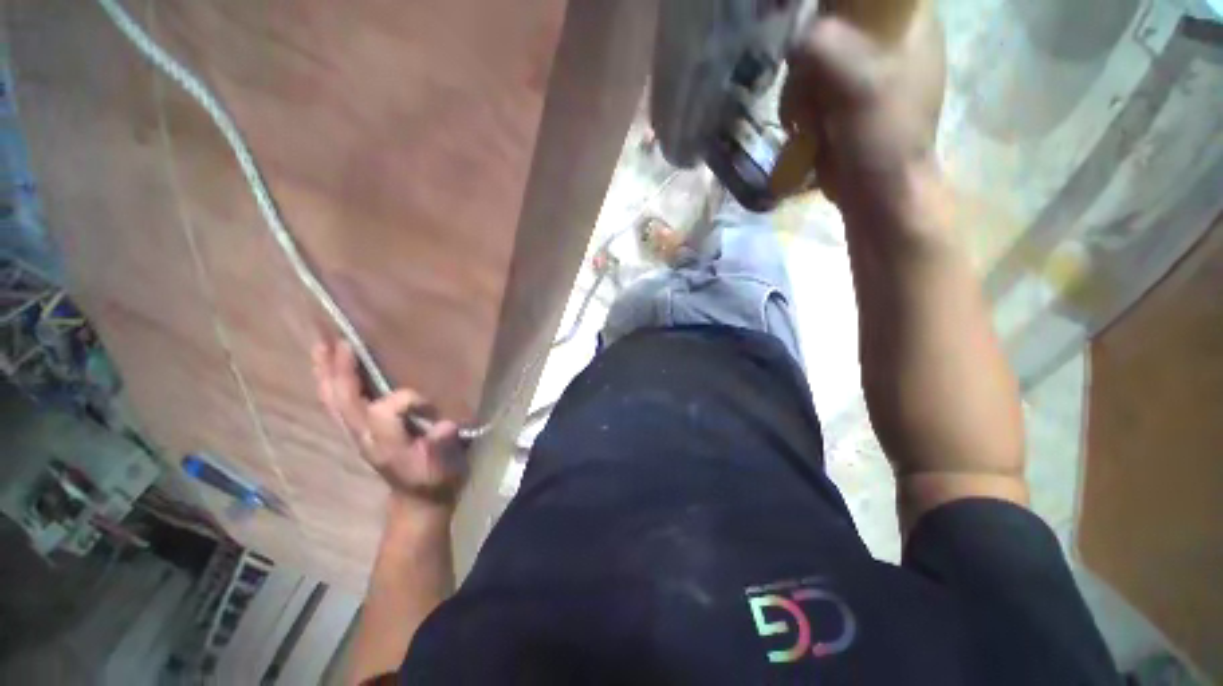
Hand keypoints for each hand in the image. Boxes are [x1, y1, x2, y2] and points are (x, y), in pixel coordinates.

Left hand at [312, 340, 465, 510]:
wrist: (419, 499)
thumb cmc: (436, 479)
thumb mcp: (445, 467)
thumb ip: (443, 446)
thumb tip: (445, 425)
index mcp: (387, 445)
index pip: (383, 413)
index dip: (405, 399)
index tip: (430, 403)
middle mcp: (365, 437)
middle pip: (344, 401)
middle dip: (341, 372)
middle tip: (338, 341)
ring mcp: (357, 434)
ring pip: (333, 401)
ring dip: (325, 374)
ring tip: (319, 347)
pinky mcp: (359, 432)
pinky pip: (336, 405)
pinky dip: (328, 385)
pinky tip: (328, 370)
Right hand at [780, 11, 945, 224]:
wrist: (877, 193)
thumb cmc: (881, 137)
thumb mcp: (856, 84)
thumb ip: (823, 47)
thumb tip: (793, 37)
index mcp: (910, 23)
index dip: (836, 6)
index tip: (816, 30)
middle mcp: (889, 41)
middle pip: (833, 24)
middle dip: (811, 59)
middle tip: (809, 87)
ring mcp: (864, 73)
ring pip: (815, 60)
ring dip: (801, 90)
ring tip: (805, 118)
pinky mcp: (844, 102)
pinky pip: (811, 88)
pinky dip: (801, 106)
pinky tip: (804, 126)